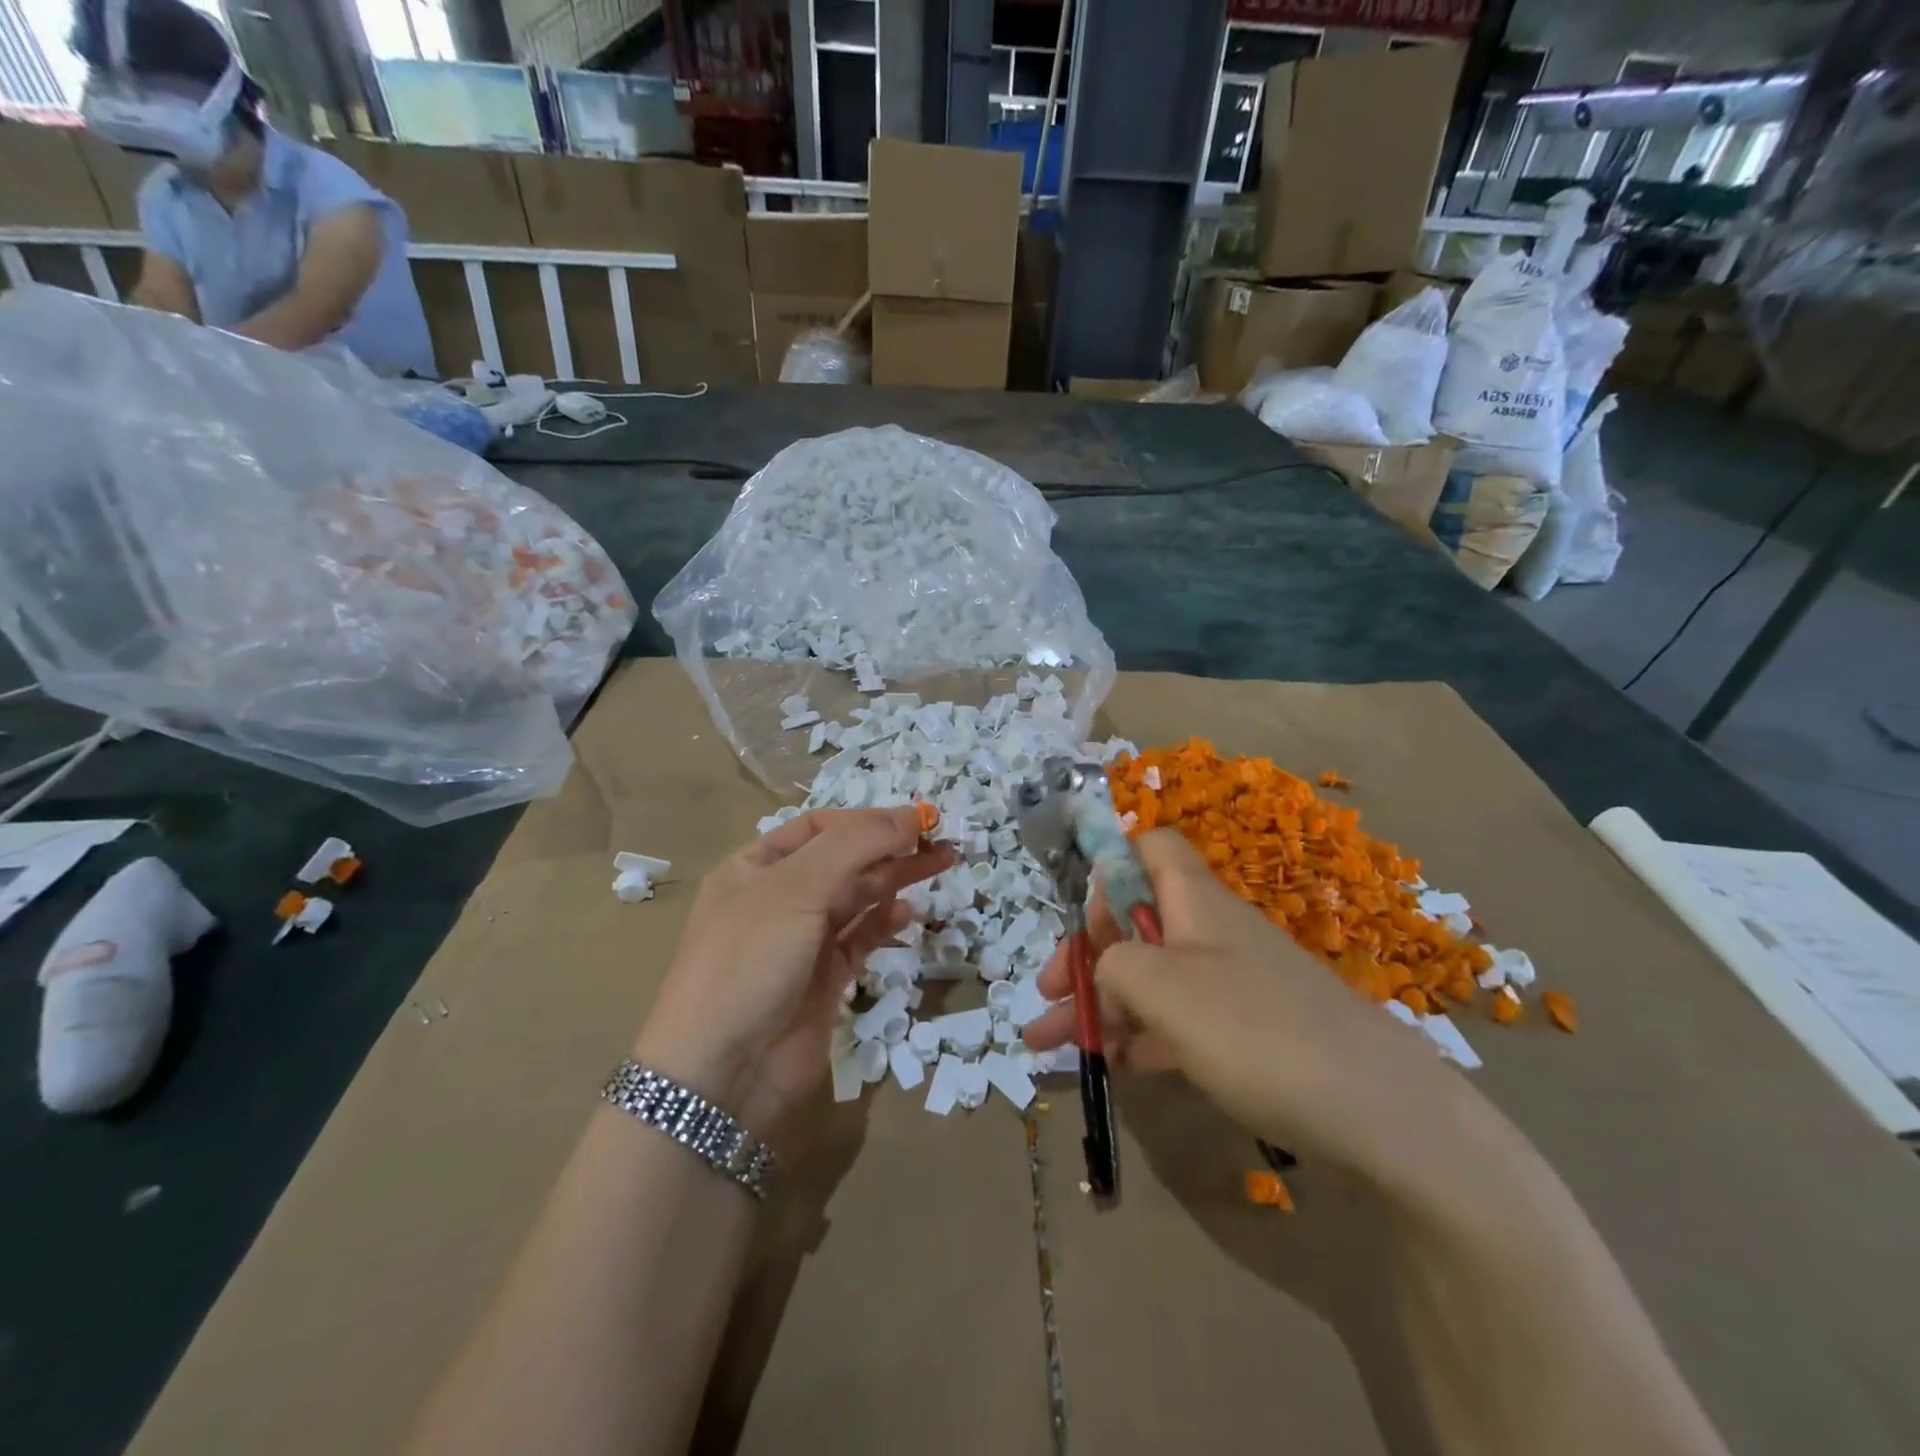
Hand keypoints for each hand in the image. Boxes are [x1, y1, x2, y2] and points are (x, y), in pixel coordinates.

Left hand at [635, 806, 953, 1136]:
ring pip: (857, 897)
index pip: (818, 826)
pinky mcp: (824, 979)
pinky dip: (885, 922)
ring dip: (895, 879)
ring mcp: (802, 941)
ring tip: (940, 864)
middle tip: (941, 839)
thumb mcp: (795, 888)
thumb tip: (911, 816)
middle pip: (844, 859)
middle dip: (890, 846)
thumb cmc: (750, 961)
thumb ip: (855, 846)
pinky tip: (909, 912)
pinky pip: (861, 939)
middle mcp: (778, 898)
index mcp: (756, 866)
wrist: (723, 1072)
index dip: (867, 819)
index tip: (916, 819)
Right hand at [1022, 830, 1481, 1175]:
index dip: (1111, 866)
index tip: (1082, 916)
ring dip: (1100, 1004)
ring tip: (1050, 1044)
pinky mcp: (1249, 1034)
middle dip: (1085, 955)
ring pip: (1152, 978)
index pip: (1151, 848)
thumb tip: (1105, 966)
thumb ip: (1114, 964)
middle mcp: (1212, 933)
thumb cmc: (1258, 1032)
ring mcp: (1233, 985)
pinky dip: (1142, 1036)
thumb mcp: (1164, 990)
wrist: (1381, 1114)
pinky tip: (1113, 1066)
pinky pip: (1180, 1022)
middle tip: (1046, 997)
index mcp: (1195, 902)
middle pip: (1138, 921)